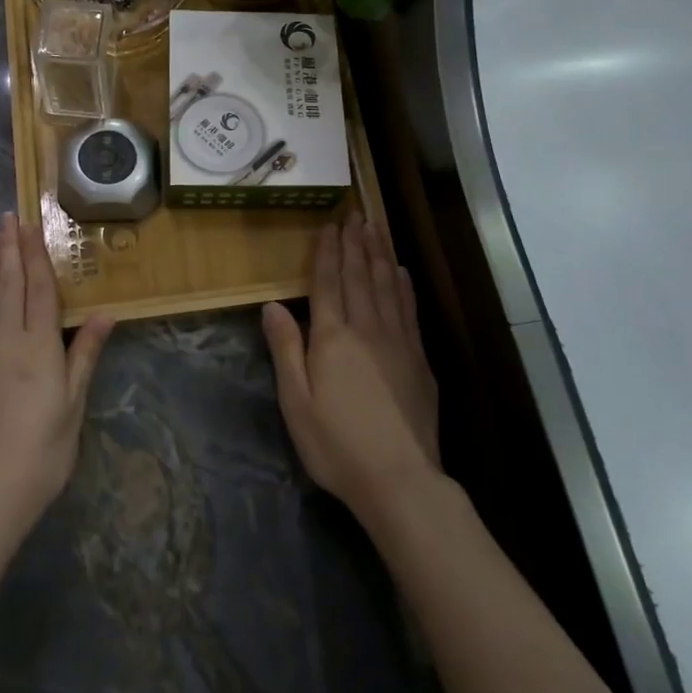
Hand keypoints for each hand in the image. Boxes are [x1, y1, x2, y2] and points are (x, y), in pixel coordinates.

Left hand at [0, 213, 113, 537]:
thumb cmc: (42, 451)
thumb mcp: (73, 405)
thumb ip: (84, 355)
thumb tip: (104, 314)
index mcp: (39, 346)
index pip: (39, 289)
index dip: (36, 255)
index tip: (30, 225)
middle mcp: (5, 340)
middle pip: (9, 285)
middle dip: (10, 249)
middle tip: (8, 217)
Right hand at [263, 217, 441, 516]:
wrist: (400, 479)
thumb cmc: (336, 444)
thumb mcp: (296, 402)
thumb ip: (286, 349)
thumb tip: (272, 305)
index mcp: (332, 338)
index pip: (328, 283)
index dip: (328, 252)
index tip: (330, 224)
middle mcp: (367, 329)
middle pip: (359, 276)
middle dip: (354, 243)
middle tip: (354, 213)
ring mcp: (398, 341)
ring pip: (387, 286)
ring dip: (379, 254)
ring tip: (375, 228)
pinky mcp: (419, 359)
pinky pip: (409, 310)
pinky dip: (403, 286)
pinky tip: (401, 272)